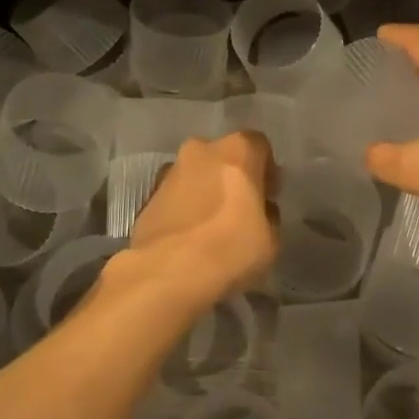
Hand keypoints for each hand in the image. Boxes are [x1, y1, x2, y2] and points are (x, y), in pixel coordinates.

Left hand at [125, 131, 276, 315]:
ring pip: (196, 173)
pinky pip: (175, 195)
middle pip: (223, 155)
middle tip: (240, 207)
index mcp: (236, 151)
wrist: (165, 274)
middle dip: (233, 176)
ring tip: (212, 224)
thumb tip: (258, 210)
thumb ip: (268, 215)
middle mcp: (201, 150)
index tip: (268, 195)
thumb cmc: (229, 250)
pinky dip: (184, 207)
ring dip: (206, 190)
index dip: (266, 169)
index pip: (258, 145)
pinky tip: (190, 236)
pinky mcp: (148, 196)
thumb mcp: (271, 240)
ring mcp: (170, 171)